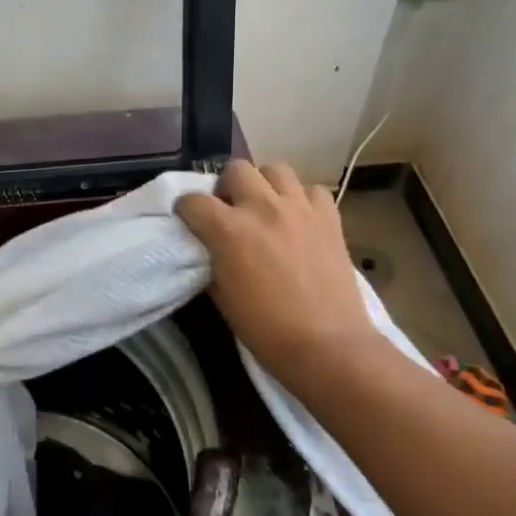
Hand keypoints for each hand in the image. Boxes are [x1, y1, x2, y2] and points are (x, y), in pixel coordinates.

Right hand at [176, 161, 379, 392]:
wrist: (328, 347)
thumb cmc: (267, 331)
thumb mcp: (222, 298)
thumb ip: (211, 261)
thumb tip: (208, 247)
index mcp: (229, 230)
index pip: (193, 200)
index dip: (186, 210)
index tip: (189, 221)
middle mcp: (262, 207)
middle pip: (235, 169)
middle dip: (226, 187)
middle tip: (231, 211)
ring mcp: (299, 208)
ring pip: (275, 169)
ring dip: (264, 185)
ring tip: (265, 208)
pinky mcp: (329, 217)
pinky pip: (312, 190)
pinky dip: (302, 199)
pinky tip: (299, 219)